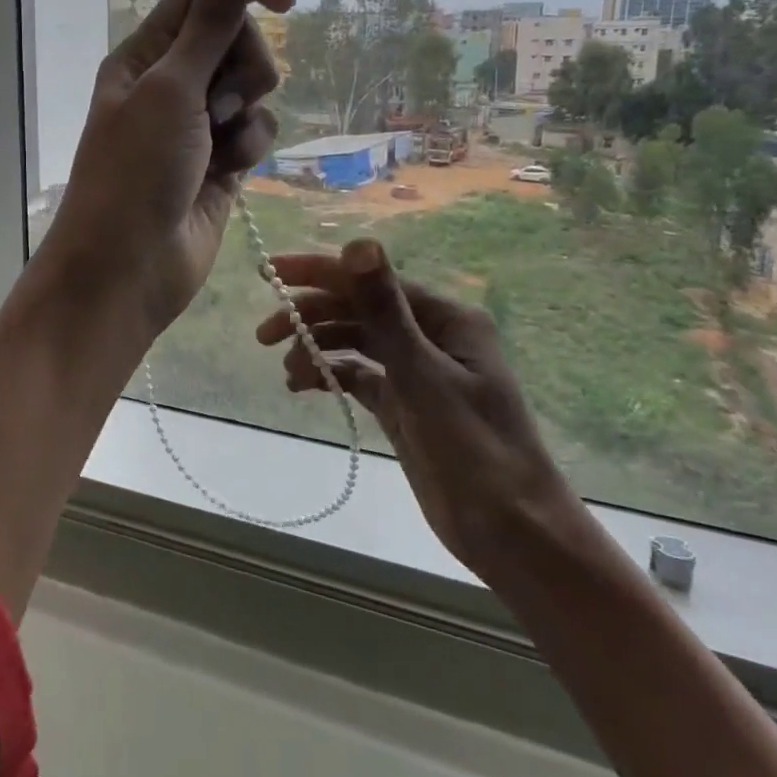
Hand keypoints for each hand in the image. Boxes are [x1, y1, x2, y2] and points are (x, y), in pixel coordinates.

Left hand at [37, 0, 294, 348]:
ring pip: (253, 87)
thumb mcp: (171, 90)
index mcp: (146, 54)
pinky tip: (230, 171)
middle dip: (243, 65)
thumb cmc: (136, 172)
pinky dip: (250, 146)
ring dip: (247, 111)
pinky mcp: (223, 161)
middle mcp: (172, 82)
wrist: (129, 268)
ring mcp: (199, 124)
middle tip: (219, 102)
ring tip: (219, 142)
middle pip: (237, 38)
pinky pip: (257, 130)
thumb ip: (209, 25)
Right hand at [255, 239, 571, 570]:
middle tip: (264, 334)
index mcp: (445, 317)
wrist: (512, 534)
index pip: (370, 280)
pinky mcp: (405, 405)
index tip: (270, 273)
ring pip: (356, 342)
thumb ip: (385, 309)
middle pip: (358, 310)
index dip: (318, 272)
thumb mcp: (423, 375)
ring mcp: (417, 371)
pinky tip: (304, 385)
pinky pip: (359, 376)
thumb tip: (358, 242)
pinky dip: (331, 375)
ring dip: (318, 347)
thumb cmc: (474, 449)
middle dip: (311, 316)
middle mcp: (430, 335)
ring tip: (288, 371)